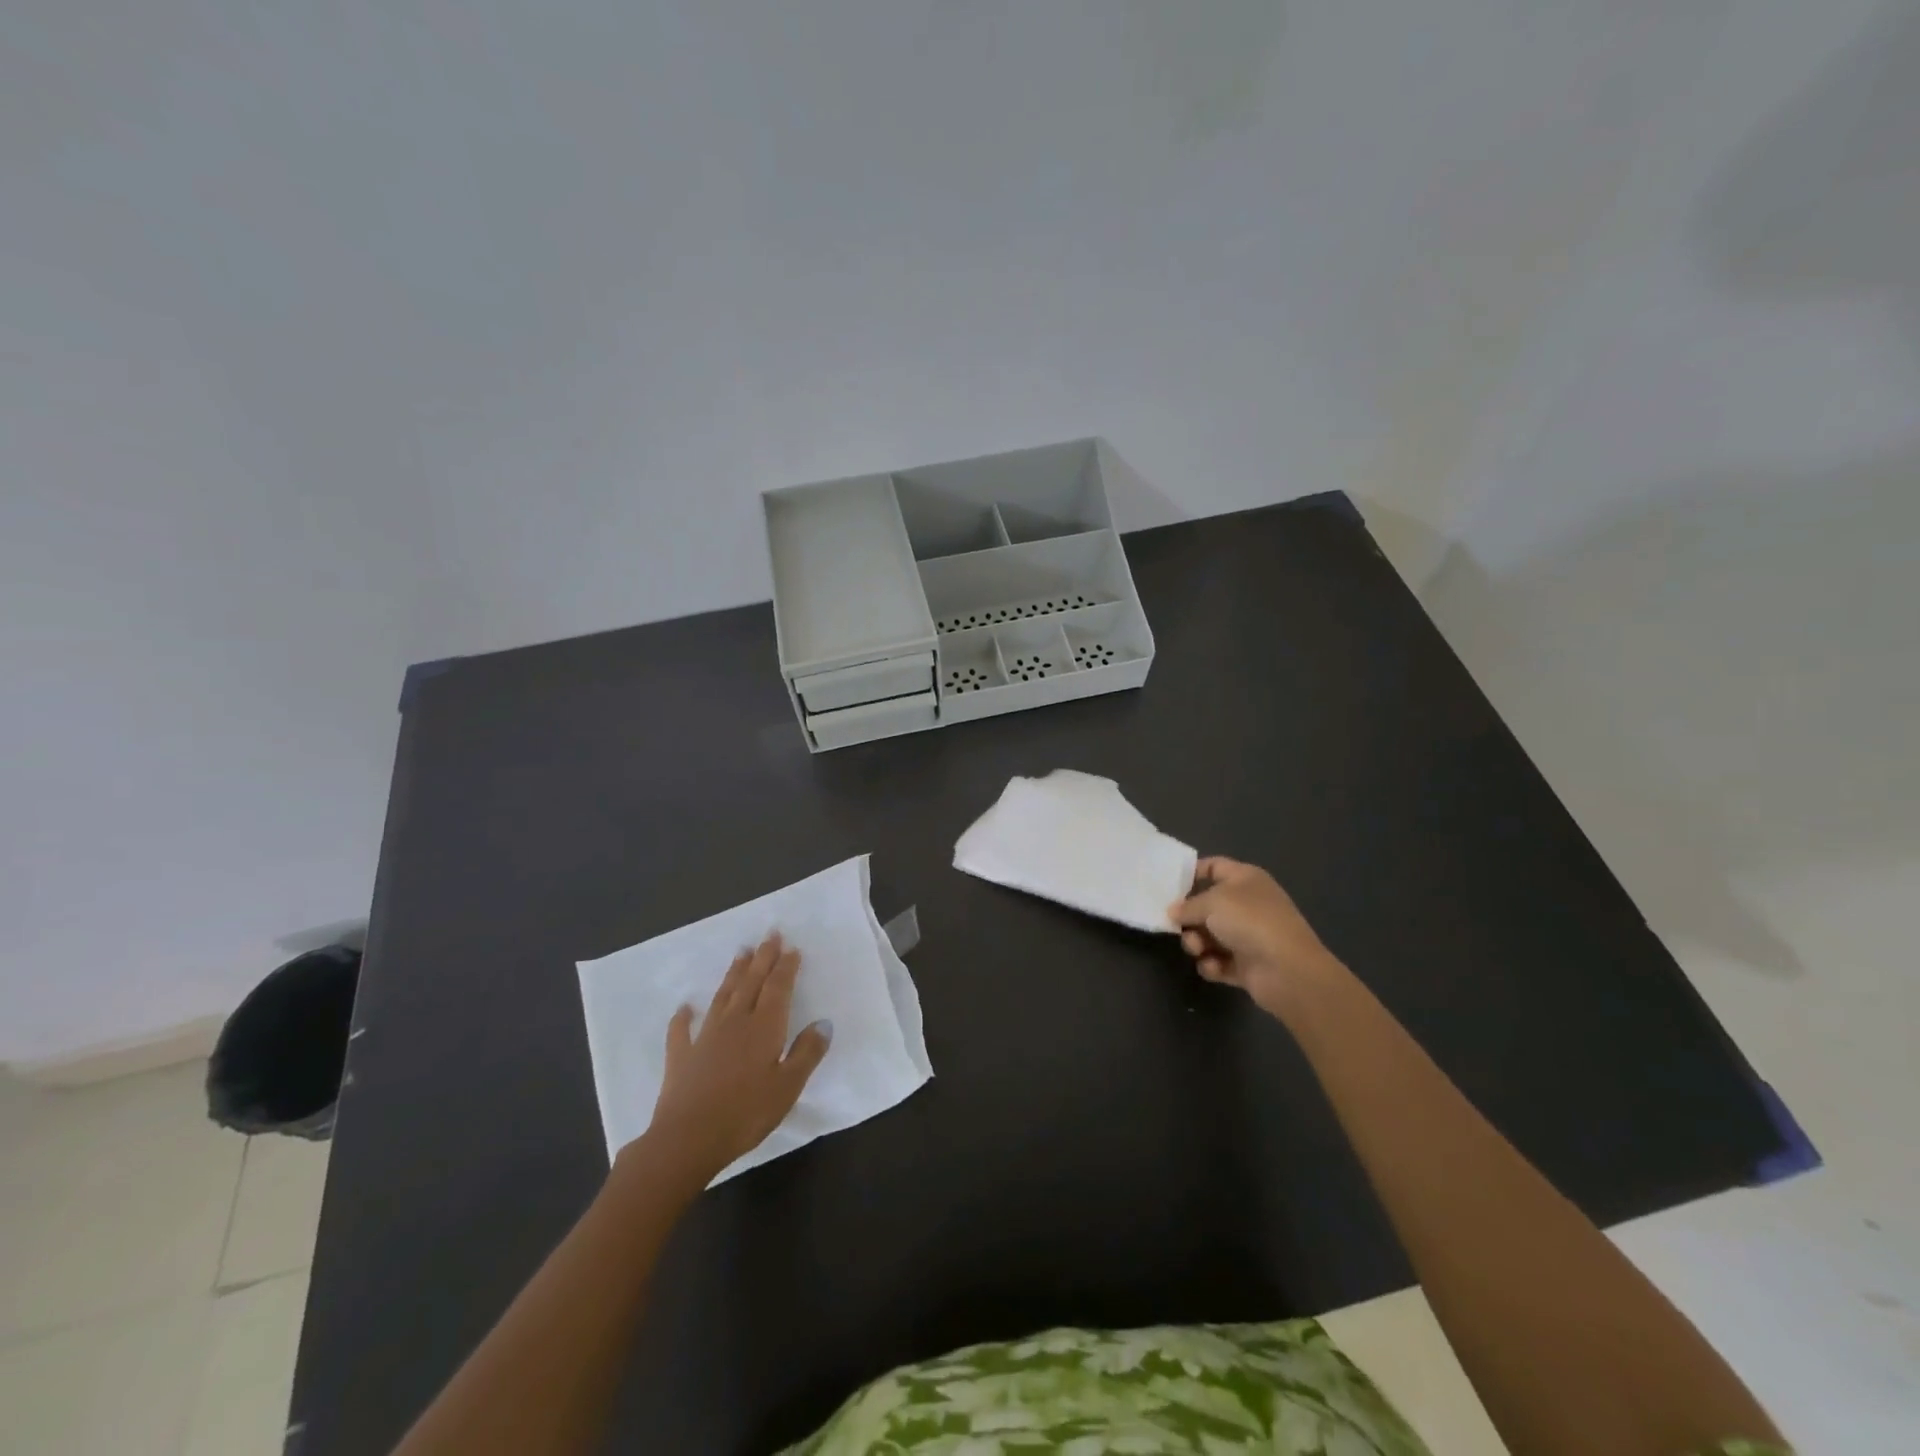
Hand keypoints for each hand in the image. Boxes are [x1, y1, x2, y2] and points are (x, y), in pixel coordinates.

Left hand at [640, 933, 831, 1183]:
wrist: (687, 1139)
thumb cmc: (746, 1113)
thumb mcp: (788, 1087)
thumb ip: (807, 1053)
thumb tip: (823, 1023)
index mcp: (764, 1028)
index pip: (778, 988)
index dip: (786, 967)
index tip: (791, 948)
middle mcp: (735, 1022)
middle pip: (751, 983)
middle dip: (763, 958)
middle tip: (770, 934)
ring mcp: (705, 1037)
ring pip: (723, 997)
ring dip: (733, 974)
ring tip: (741, 953)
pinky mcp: (681, 1056)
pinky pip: (682, 1030)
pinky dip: (684, 1016)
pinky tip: (685, 1007)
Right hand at [1169, 857, 1340, 1018]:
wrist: (1288, 970)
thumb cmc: (1250, 922)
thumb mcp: (1212, 902)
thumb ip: (1187, 905)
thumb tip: (1173, 912)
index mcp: (1245, 879)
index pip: (1214, 866)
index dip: (1192, 872)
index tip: (1168, 885)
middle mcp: (1247, 904)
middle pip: (1207, 905)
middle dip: (1189, 917)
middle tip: (1176, 926)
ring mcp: (1248, 936)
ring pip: (1209, 935)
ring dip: (1196, 943)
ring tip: (1197, 949)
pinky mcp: (1247, 965)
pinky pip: (1219, 961)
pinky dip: (1212, 965)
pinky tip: (1213, 967)